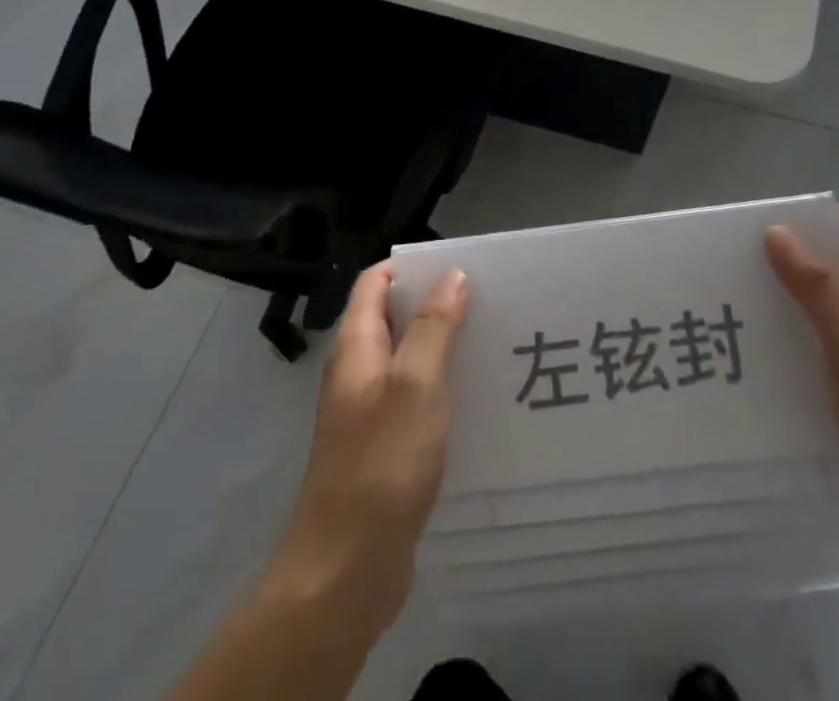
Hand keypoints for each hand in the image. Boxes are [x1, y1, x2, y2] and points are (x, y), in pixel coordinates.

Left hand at [265, 264, 469, 640]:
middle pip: (393, 318)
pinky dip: (441, 389)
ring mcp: (367, 413)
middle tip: (488, 301)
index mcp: (356, 347)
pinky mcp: (383, 450)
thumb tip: (452, 274)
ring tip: (492, 343)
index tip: (459, 266)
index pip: (375, 283)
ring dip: (442, 348)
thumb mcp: (415, 385)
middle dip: (435, 304)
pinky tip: (477, 400)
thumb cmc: (381, 465)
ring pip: (407, 361)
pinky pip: (414, 401)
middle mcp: (358, 373)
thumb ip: (433, 327)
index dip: (411, 267)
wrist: (345, 571)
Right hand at [766, 209, 838, 584]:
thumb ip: (818, 288)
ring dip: (798, 307)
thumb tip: (778, 232)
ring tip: (746, 309)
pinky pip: (836, 356)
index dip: (819, 221)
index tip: (769, 227)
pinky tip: (770, 361)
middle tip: (744, 267)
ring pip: (837, 315)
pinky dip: (807, 348)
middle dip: (798, 263)